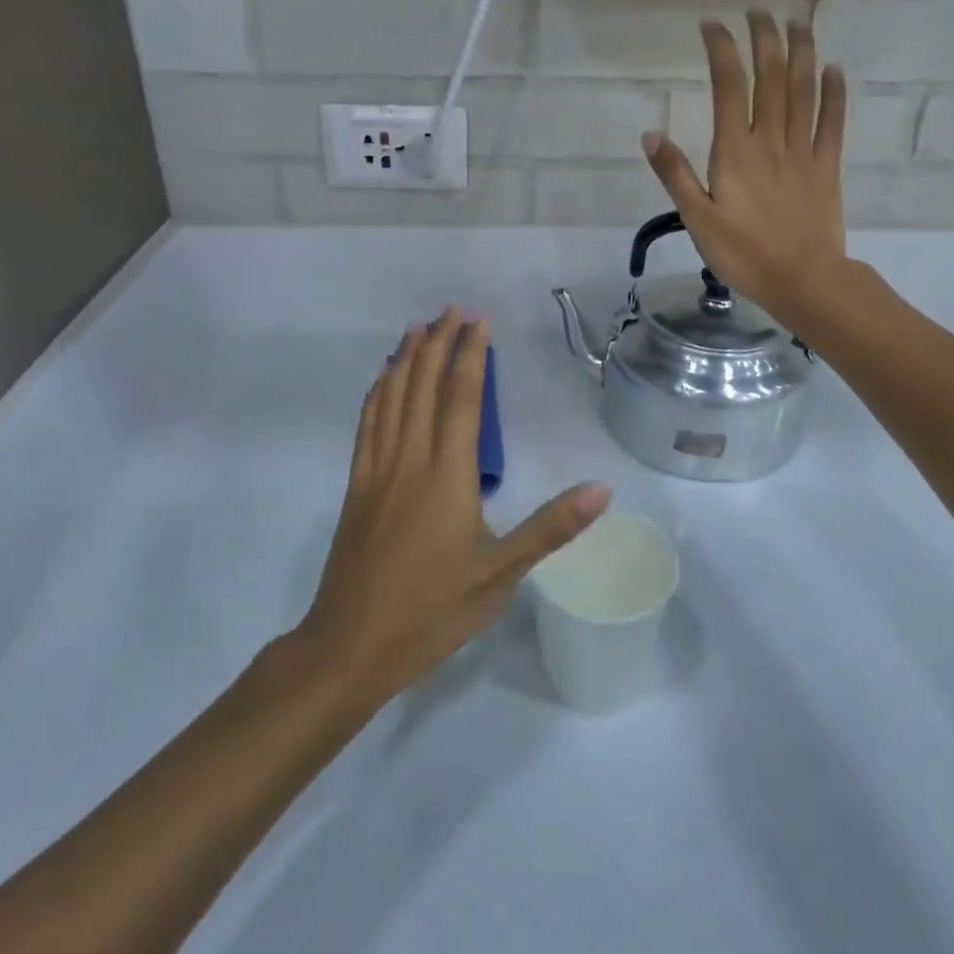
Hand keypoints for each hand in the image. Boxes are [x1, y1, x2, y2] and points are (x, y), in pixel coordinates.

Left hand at [296, 308, 610, 708]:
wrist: (351, 646)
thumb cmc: (432, 611)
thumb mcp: (501, 574)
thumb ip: (551, 527)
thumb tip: (602, 489)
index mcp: (447, 475)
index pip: (461, 397)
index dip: (471, 353)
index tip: (479, 319)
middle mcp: (409, 459)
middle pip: (422, 385)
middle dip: (438, 341)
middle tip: (451, 308)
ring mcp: (376, 470)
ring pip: (390, 397)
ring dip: (406, 358)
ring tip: (417, 327)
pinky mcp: (356, 486)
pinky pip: (367, 424)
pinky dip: (377, 392)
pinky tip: (382, 379)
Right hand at [641, 9, 848, 320]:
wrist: (804, 280)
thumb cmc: (744, 254)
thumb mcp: (697, 219)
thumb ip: (675, 174)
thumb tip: (651, 133)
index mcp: (736, 151)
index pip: (729, 86)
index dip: (722, 49)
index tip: (712, 24)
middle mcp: (771, 140)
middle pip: (771, 78)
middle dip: (764, 39)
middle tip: (758, 11)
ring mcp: (803, 152)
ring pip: (804, 91)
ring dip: (801, 52)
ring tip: (798, 22)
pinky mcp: (826, 168)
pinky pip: (832, 123)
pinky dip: (834, 93)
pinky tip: (833, 69)